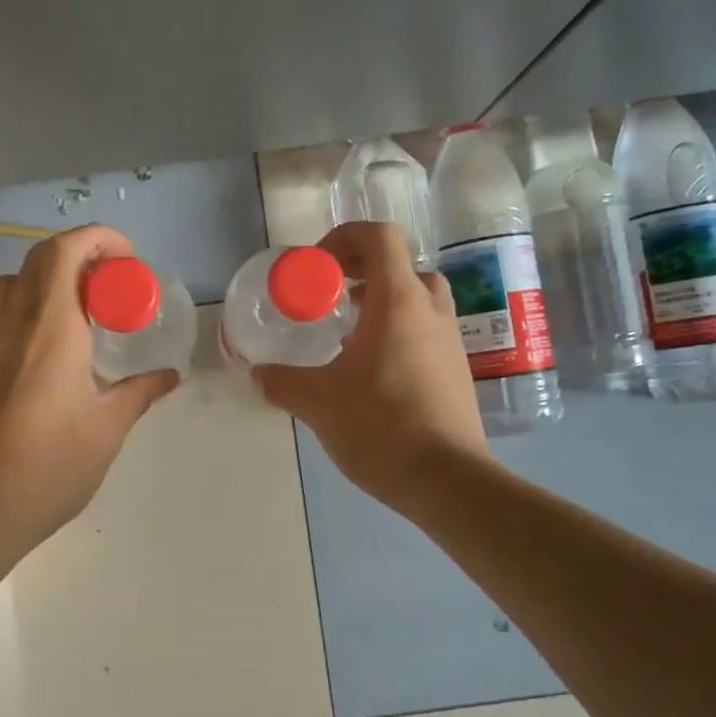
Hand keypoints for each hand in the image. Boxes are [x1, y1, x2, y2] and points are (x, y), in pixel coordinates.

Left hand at [0, 225, 178, 553]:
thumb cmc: (49, 467)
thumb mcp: (107, 430)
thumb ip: (139, 393)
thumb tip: (170, 375)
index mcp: (51, 329)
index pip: (65, 252)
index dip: (99, 239)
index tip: (130, 261)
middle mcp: (16, 323)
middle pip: (40, 257)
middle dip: (82, 254)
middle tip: (117, 282)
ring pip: (19, 280)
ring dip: (56, 276)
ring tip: (92, 307)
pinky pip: (9, 309)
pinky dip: (38, 301)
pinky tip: (65, 343)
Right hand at [253, 221, 489, 510]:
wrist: (447, 480)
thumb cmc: (381, 426)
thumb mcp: (317, 402)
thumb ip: (282, 382)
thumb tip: (259, 374)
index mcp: (398, 301)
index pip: (379, 237)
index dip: (344, 238)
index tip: (317, 267)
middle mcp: (430, 311)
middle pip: (400, 266)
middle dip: (362, 272)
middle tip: (332, 297)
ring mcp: (450, 341)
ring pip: (417, 300)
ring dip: (382, 303)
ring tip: (348, 334)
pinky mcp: (457, 371)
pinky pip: (425, 332)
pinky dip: (398, 333)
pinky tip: (372, 373)